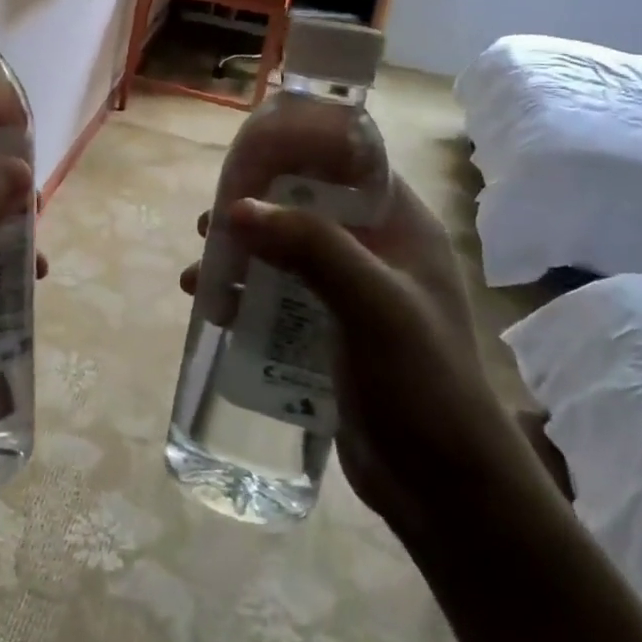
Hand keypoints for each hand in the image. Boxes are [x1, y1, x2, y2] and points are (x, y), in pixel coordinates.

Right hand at [181, 177, 536, 533]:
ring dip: (239, 257)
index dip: (298, 152)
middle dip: (253, 212)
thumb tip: (236, 208)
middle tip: (208, 224)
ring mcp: (348, 294)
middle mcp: (374, 252)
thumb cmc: (422, 384)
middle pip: (303, 208)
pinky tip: (213, 310)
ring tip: (198, 274)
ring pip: (283, 254)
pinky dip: (243, 295)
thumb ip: (311, 248)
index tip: (244, 159)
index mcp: (400, 229)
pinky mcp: (326, 332)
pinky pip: (277, 297)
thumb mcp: (373, 305)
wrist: (444, 488)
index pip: (348, 165)